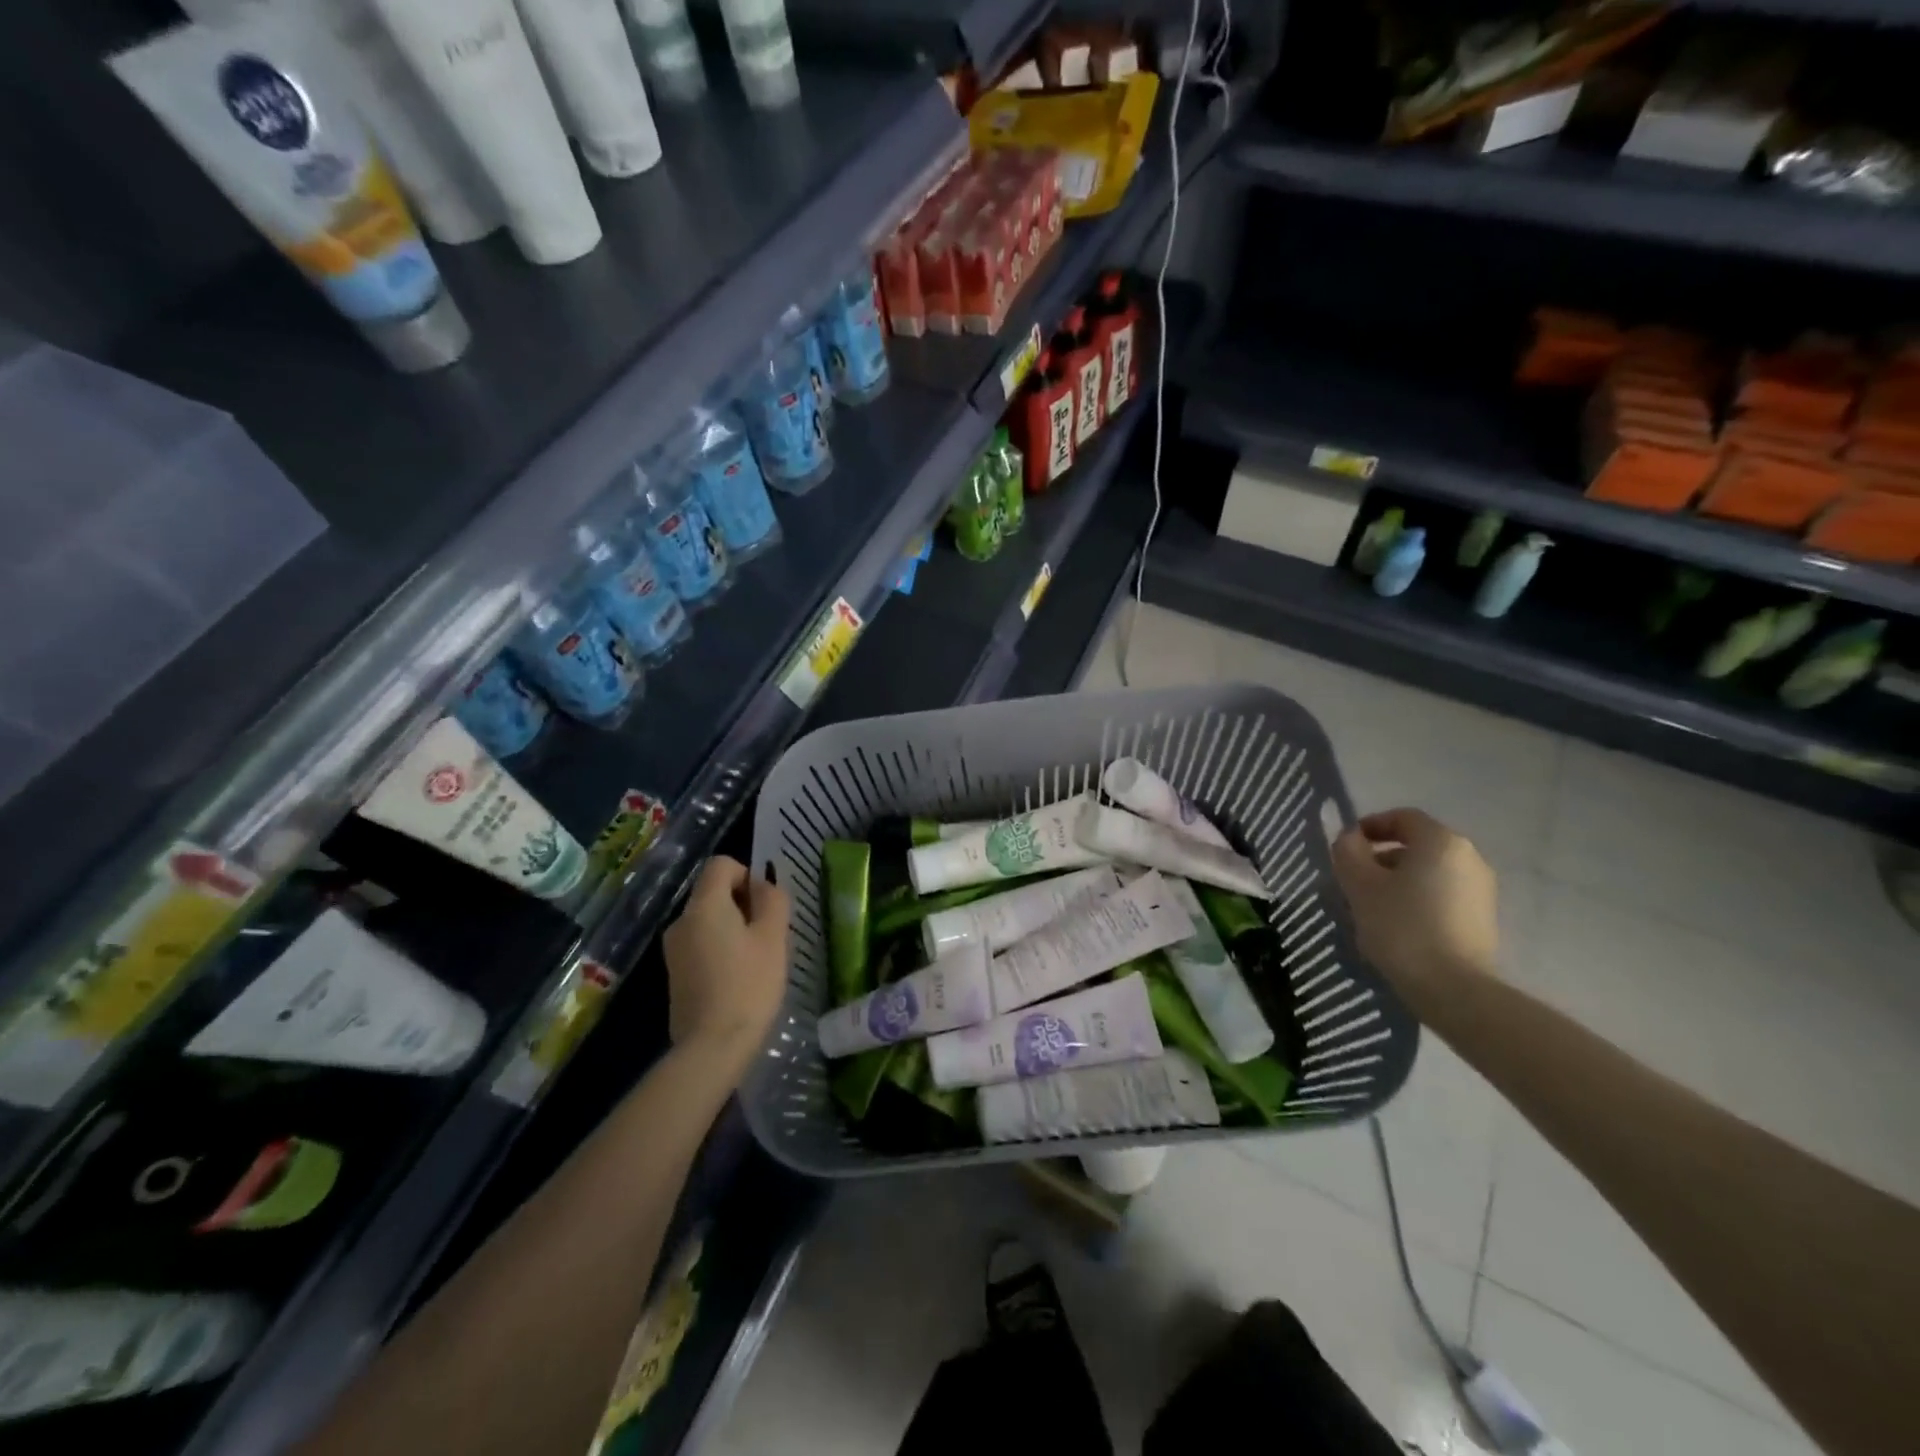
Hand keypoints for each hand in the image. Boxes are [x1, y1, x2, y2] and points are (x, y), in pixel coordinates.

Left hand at [662, 857, 789, 1070]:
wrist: (711, 1047)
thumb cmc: (749, 985)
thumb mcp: (773, 937)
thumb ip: (772, 900)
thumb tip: (762, 886)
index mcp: (704, 906)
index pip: (721, 865)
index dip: (747, 875)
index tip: (765, 906)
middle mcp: (681, 921)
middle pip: (713, 893)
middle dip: (743, 904)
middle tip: (768, 936)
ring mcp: (673, 950)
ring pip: (708, 921)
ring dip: (733, 929)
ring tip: (756, 960)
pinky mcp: (674, 975)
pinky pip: (700, 944)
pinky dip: (720, 950)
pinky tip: (737, 979)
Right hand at [1330, 808, 1498, 1016]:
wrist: (1454, 988)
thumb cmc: (1401, 926)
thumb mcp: (1360, 884)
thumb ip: (1348, 852)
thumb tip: (1350, 838)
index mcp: (1440, 841)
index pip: (1402, 817)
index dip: (1370, 825)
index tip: (1346, 847)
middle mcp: (1468, 857)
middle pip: (1417, 844)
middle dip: (1382, 856)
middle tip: (1354, 878)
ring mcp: (1481, 889)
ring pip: (1430, 870)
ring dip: (1399, 878)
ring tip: (1373, 904)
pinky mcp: (1484, 918)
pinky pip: (1443, 893)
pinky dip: (1418, 897)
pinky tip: (1398, 923)